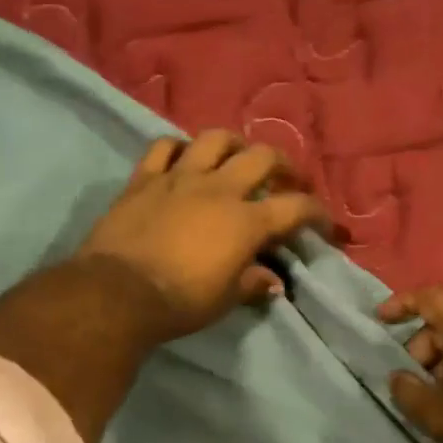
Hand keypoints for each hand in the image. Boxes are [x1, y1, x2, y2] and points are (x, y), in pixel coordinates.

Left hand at [76, 130, 331, 341]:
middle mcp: (219, 189)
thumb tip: (271, 281)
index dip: (317, 213)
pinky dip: (179, 149)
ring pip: (215, 139)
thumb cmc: (180, 302)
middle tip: (287, 180)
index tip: (324, 225)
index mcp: (246, 222)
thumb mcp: (224, 300)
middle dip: (283, 165)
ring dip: (234, 144)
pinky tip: (183, 158)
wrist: (118, 292)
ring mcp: (179, 178)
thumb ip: (251, 283)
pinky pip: (164, 147)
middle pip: (262, 157)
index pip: (296, 208)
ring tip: (237, 157)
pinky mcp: (144, 179)